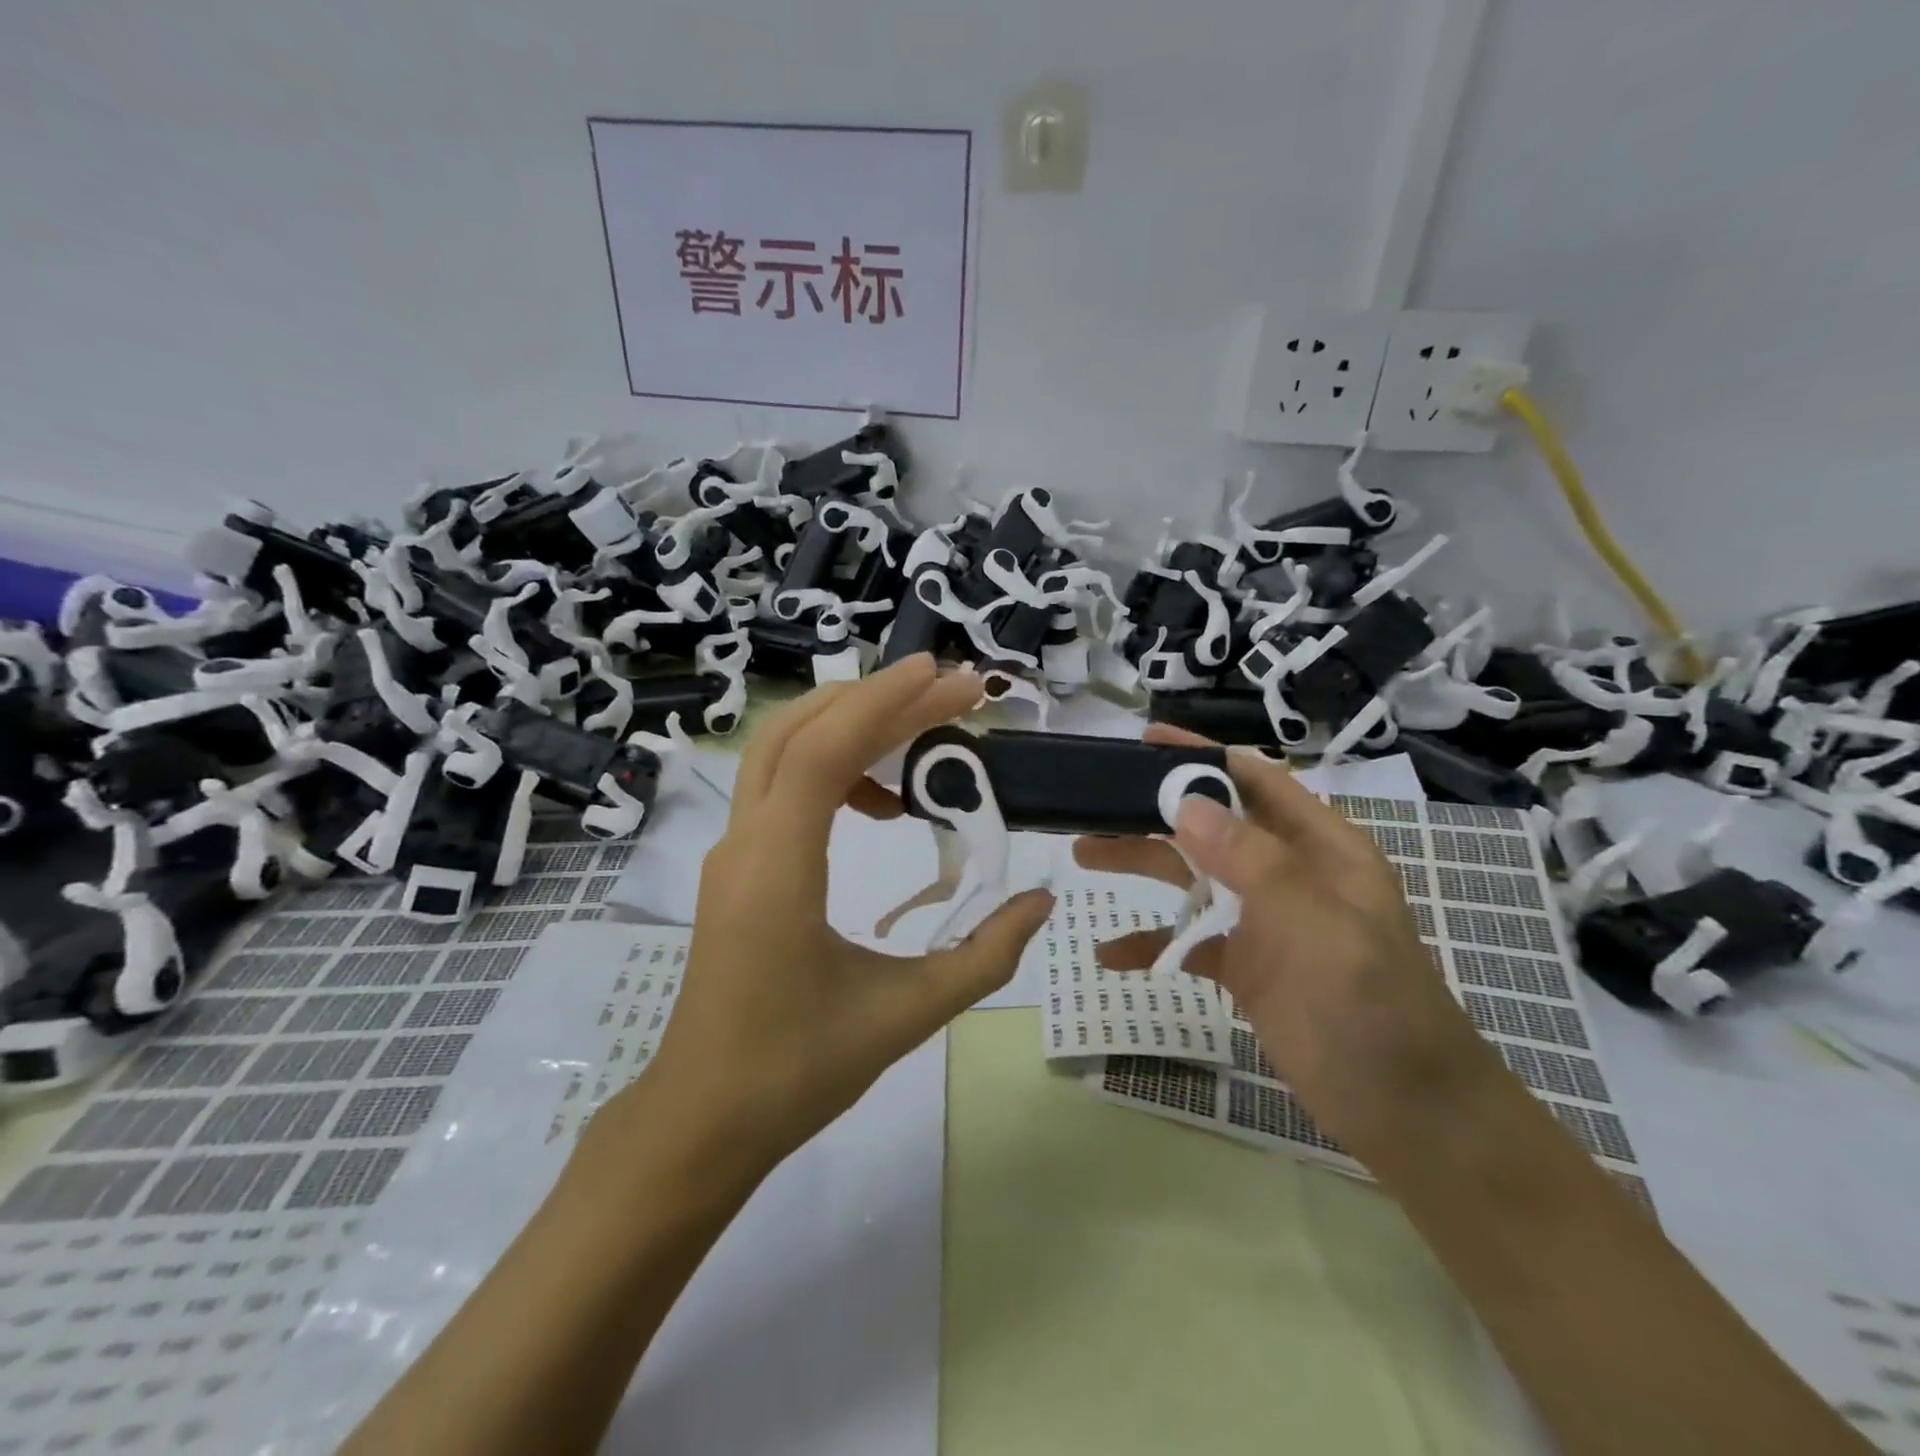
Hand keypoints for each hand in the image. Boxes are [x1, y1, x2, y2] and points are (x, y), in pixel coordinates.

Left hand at [627, 655, 1054, 1178]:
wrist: (703, 1118)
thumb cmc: (797, 1070)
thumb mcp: (906, 1013)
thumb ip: (984, 953)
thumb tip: (1041, 899)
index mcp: (777, 868)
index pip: (826, 749)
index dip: (886, 702)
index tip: (947, 678)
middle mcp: (744, 843)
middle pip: (799, 730)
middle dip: (875, 698)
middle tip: (948, 692)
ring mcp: (733, 852)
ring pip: (783, 751)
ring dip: (851, 728)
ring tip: (923, 744)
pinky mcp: (738, 866)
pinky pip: (782, 786)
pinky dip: (833, 767)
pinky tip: (881, 803)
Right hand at [1075, 725, 1496, 1156]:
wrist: (1407, 1114)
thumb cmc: (1371, 1009)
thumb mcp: (1316, 926)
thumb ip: (1253, 862)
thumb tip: (1186, 804)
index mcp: (1319, 848)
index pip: (1254, 781)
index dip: (1201, 757)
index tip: (1144, 743)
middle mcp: (1289, 874)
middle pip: (1211, 825)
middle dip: (1154, 810)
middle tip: (1094, 804)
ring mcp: (1266, 922)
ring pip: (1193, 877)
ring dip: (1142, 864)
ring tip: (1083, 853)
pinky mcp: (1247, 968)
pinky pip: (1190, 942)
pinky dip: (1152, 943)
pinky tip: (1110, 953)